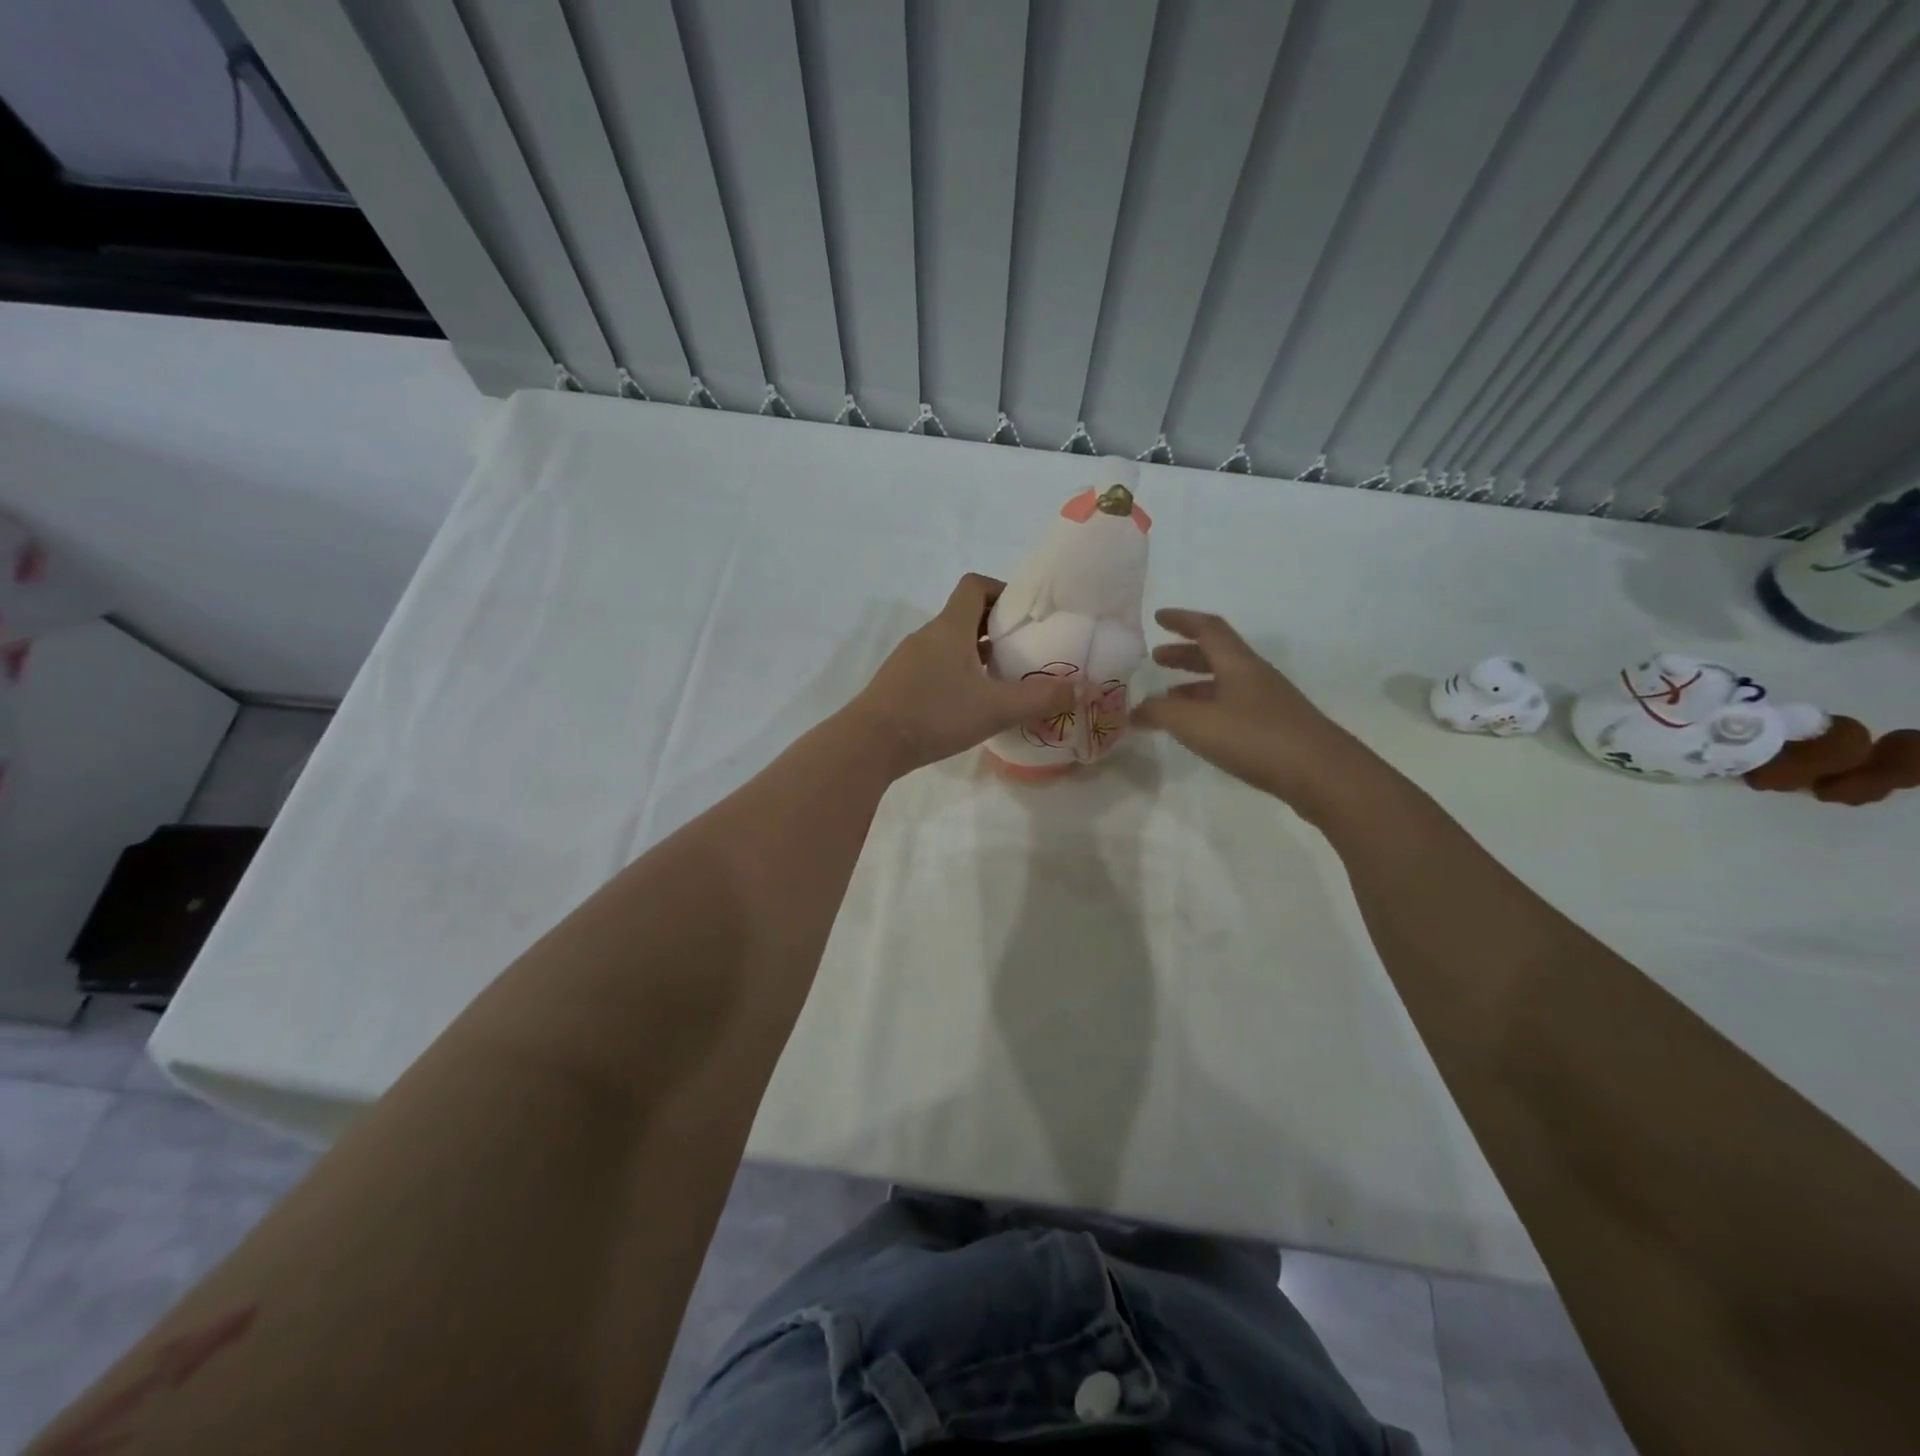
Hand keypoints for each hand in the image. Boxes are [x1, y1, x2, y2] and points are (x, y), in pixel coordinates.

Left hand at [846, 574, 1076, 775]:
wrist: (869, 744)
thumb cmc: (934, 714)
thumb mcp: (995, 708)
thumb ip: (1040, 698)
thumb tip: (1081, 687)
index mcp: (949, 627)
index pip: (974, 585)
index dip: (1001, 590)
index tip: (1024, 615)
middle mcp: (927, 636)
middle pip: (964, 616)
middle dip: (996, 629)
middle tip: (1024, 652)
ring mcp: (908, 660)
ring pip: (949, 644)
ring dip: (976, 655)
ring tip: (1002, 681)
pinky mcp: (898, 684)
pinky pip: (934, 667)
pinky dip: (956, 675)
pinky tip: (969, 705)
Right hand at [1132, 608, 1374, 814]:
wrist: (1322, 774)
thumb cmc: (1255, 738)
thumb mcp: (1195, 723)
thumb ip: (1160, 713)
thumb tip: (1134, 711)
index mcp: (1238, 663)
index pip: (1208, 628)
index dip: (1182, 620)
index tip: (1158, 618)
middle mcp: (1254, 676)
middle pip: (1217, 654)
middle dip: (1184, 653)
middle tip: (1157, 659)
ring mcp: (1268, 702)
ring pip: (1225, 682)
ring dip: (1195, 684)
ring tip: (1169, 697)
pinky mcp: (1275, 728)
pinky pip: (1233, 706)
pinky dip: (1209, 708)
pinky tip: (1200, 729)